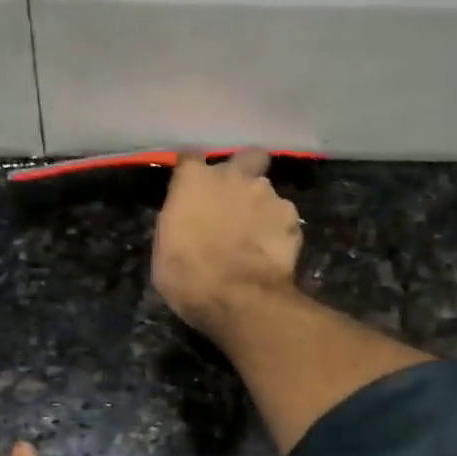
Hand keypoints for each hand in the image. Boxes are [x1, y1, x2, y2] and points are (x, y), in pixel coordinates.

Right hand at [152, 150, 303, 339]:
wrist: (237, 298)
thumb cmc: (187, 276)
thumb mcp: (165, 248)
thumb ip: (179, 219)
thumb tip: (188, 216)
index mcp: (194, 180)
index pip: (190, 158)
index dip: (192, 172)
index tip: (191, 187)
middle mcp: (233, 176)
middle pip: (246, 157)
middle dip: (245, 171)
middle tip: (238, 199)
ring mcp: (267, 194)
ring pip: (267, 191)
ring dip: (262, 207)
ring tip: (257, 236)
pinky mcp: (292, 217)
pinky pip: (284, 218)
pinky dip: (279, 230)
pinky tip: (273, 251)